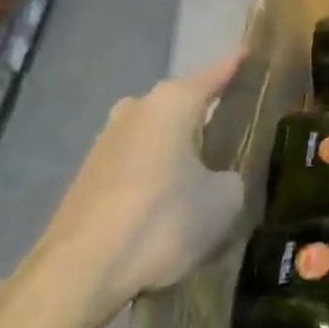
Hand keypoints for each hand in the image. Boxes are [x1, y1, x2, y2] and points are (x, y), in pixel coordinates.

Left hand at [16, 53, 244, 327]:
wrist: (78, 272)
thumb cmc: (161, 220)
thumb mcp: (223, 202)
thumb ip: (232, 181)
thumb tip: (220, 182)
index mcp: (173, 102)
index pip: (215, 75)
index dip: (236, 67)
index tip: (250, 55)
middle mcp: (136, 109)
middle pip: (181, 107)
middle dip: (204, 119)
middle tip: (232, 135)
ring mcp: (106, 141)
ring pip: (155, 138)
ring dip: (175, 153)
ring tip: (201, 178)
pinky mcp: (87, 177)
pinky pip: (135, 167)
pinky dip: (153, 179)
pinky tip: (166, 207)